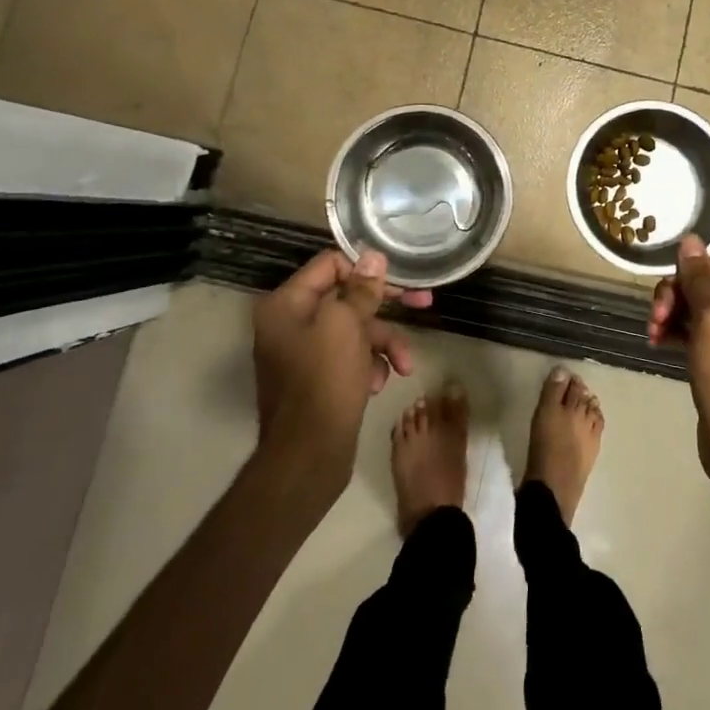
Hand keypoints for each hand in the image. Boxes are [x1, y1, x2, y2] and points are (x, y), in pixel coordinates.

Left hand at [251, 250, 430, 479]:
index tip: (399, 278)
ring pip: (354, 331)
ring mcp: (303, 353)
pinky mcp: (318, 378)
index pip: (331, 265)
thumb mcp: (347, 325)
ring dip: (383, 343)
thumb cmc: (325, 381)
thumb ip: (361, 289)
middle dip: (385, 308)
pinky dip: (369, 365)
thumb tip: (373, 255)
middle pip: (346, 298)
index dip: (366, 269)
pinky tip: (378, 384)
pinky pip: (350, 357)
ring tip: (403, 365)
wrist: (309, 455)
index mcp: (286, 304)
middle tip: (424, 303)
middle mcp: (289, 324)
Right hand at [648, 235, 709, 480]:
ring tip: (652, 331)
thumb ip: (700, 280)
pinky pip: (696, 328)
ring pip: (699, 304)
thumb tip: (690, 240)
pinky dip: (675, 329)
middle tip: (656, 314)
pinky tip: (656, 341)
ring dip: (671, 311)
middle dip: (678, 292)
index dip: (698, 267)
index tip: (677, 288)